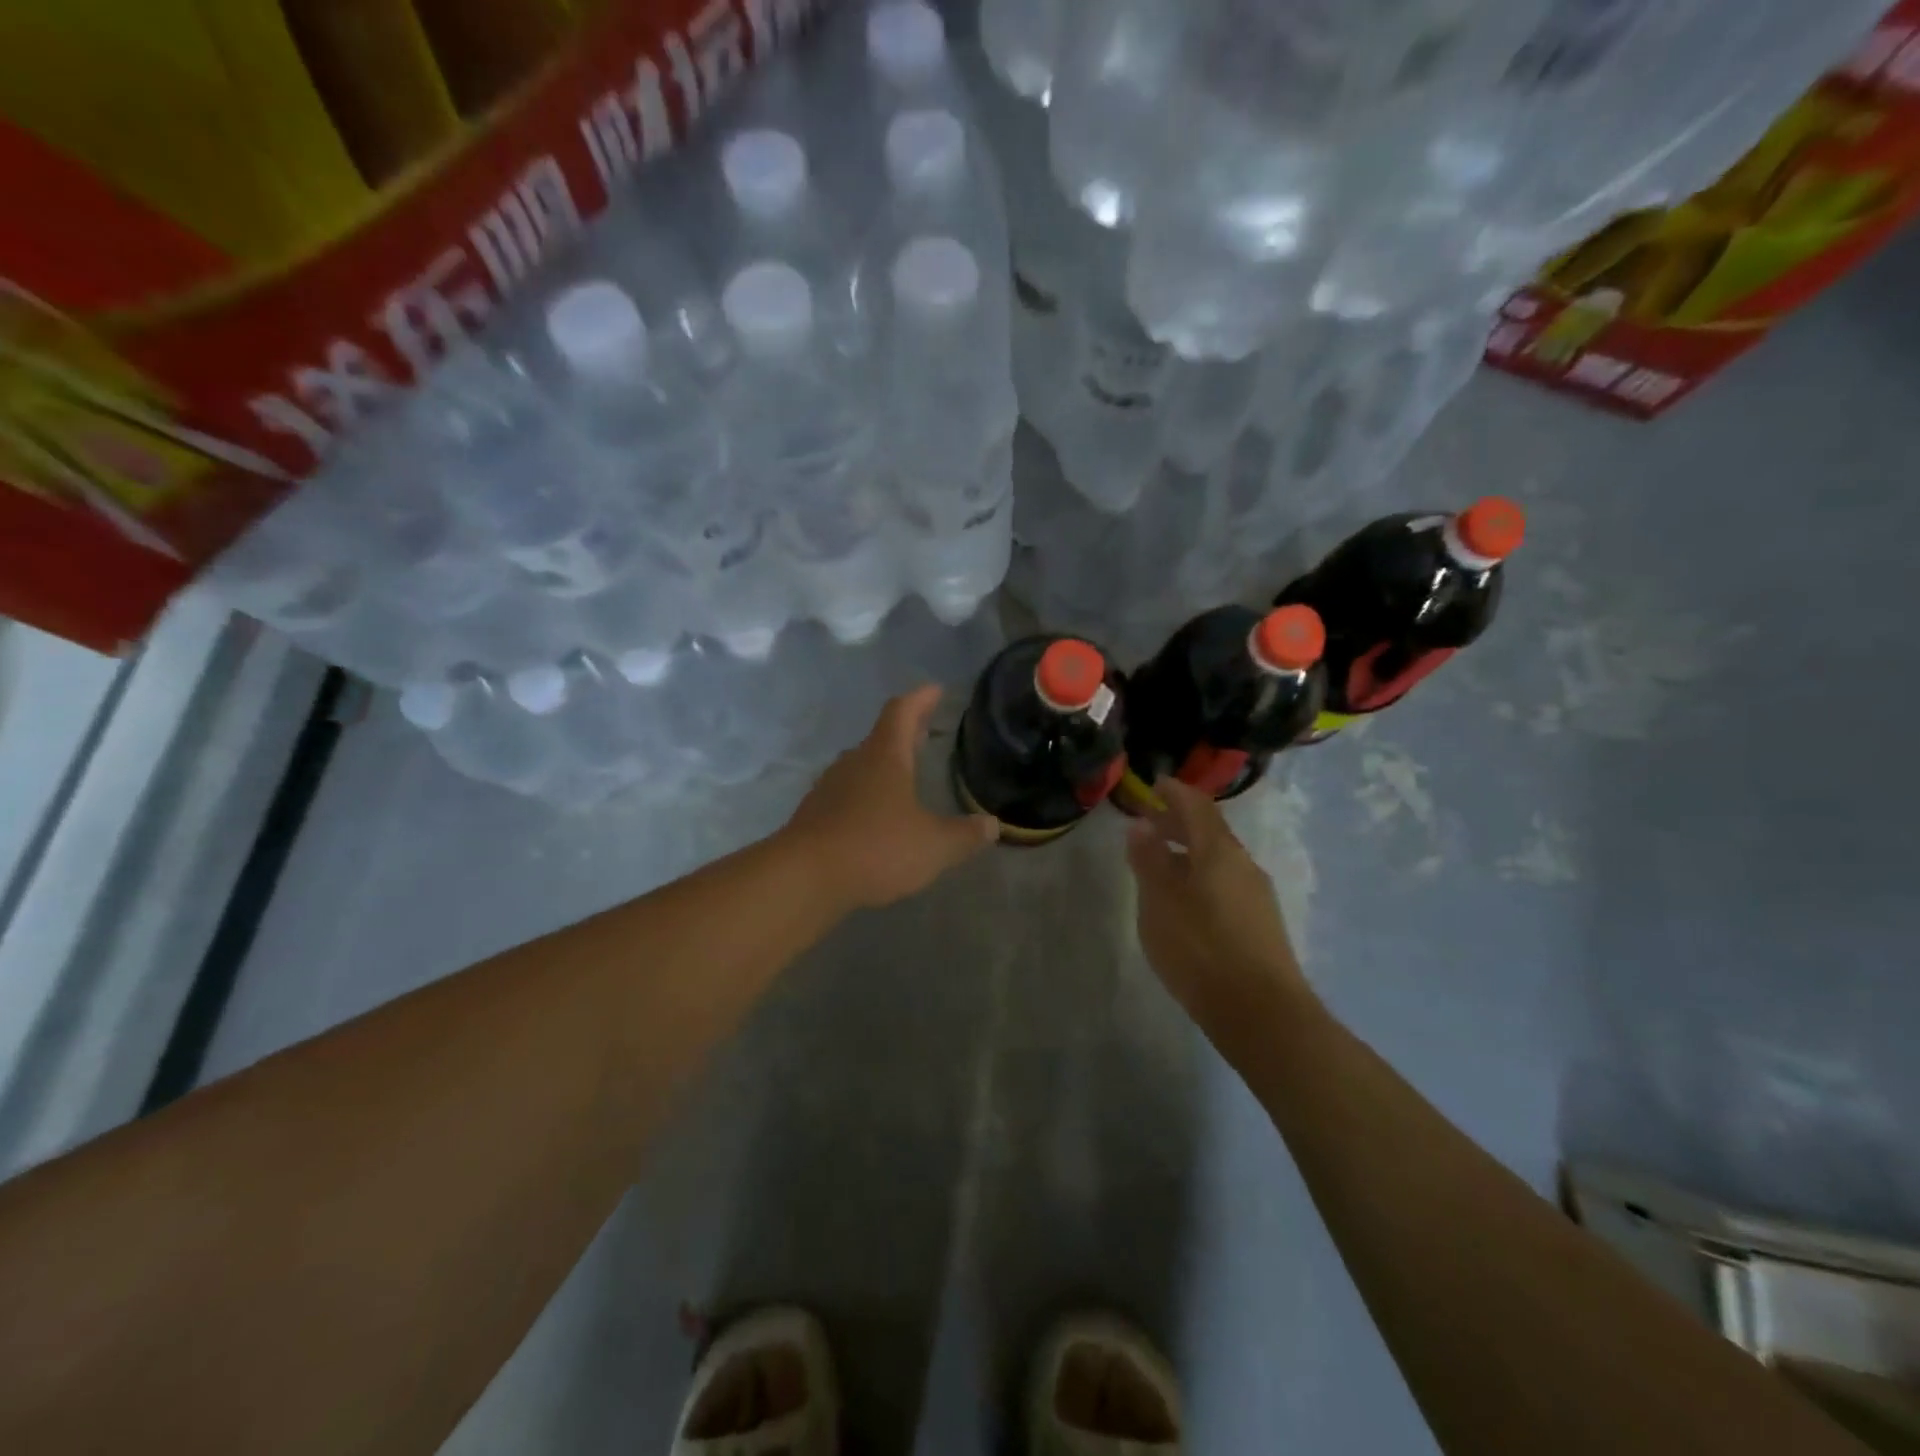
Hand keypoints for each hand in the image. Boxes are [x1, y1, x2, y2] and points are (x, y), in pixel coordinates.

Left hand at [784, 685, 998, 910]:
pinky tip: (876, 817)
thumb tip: (991, 825)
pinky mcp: (814, 815)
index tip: (935, 690)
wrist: (804, 878)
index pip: (902, 712)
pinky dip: (866, 797)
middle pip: (881, 737)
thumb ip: (964, 835)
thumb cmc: (876, 848)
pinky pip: (846, 795)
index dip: (921, 699)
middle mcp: (854, 763)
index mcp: (885, 757)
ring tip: (904, 776)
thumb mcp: (933, 846)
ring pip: (861, 767)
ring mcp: (829, 788)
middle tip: (925, 732)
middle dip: (905, 733)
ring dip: (883, 766)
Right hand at [1125, 779, 1310, 1047]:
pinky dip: (1200, 874)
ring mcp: (1256, 894)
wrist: (1261, 1012)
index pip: (1196, 805)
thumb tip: (1141, 825)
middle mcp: (1242, 863)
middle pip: (1209, 830)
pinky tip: (1185, 898)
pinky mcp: (1260, 922)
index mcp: (1218, 850)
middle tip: (1148, 822)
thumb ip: (1149, 859)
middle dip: (1178, 821)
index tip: (1154, 785)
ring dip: (1188, 851)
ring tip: (1160, 861)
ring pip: (1217, 858)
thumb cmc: (1200, 948)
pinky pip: (1225, 882)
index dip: (1174, 791)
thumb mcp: (1159, 901)